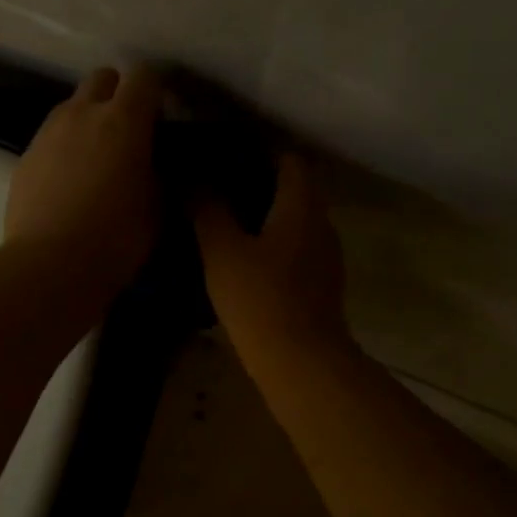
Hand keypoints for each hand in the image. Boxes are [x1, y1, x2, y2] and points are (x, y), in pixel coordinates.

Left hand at [5, 66, 161, 299]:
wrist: (49, 265)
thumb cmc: (116, 238)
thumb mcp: (157, 207)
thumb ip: (156, 172)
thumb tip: (151, 162)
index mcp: (124, 120)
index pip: (144, 76)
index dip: (155, 91)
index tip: (161, 117)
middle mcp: (82, 113)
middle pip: (102, 78)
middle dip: (117, 94)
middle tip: (127, 132)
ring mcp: (48, 132)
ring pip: (72, 106)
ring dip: (87, 120)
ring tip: (95, 159)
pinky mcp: (25, 156)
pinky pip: (51, 138)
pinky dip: (64, 148)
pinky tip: (68, 183)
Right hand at [192, 152, 348, 357]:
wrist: (301, 363)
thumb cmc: (260, 299)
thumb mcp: (222, 251)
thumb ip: (207, 209)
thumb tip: (191, 176)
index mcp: (302, 206)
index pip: (289, 161)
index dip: (259, 153)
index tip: (225, 158)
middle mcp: (322, 224)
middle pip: (295, 190)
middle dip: (259, 184)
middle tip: (217, 189)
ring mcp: (326, 257)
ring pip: (296, 221)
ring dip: (267, 217)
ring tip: (225, 222)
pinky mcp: (321, 285)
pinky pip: (297, 249)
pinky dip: (274, 244)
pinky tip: (244, 260)